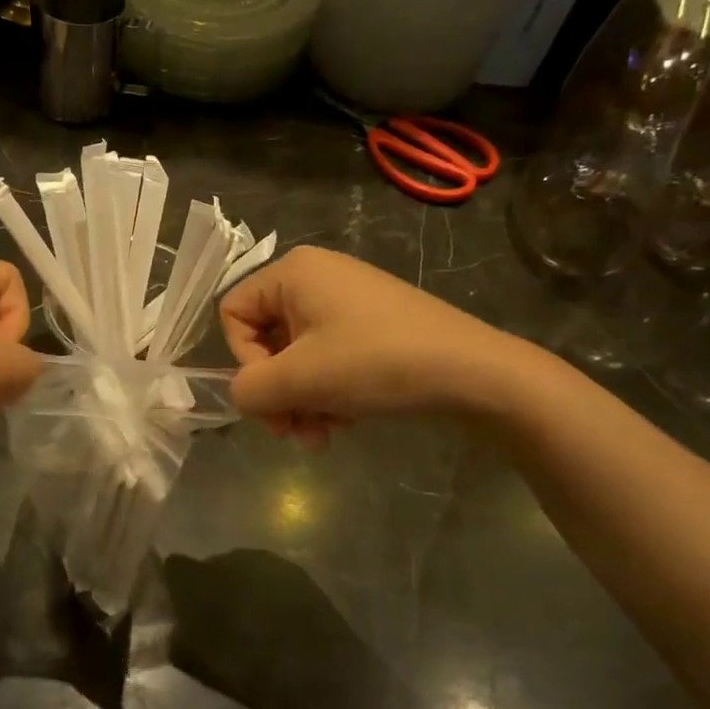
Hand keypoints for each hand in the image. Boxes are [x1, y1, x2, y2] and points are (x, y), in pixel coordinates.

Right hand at [219, 246, 539, 445]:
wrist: (475, 373)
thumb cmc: (377, 363)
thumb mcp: (301, 379)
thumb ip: (250, 388)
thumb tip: (243, 394)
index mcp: (293, 273)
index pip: (234, 314)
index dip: (244, 361)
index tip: (274, 395)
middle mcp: (316, 277)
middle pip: (265, 340)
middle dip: (277, 393)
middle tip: (295, 433)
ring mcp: (347, 301)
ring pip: (297, 357)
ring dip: (302, 400)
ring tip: (325, 435)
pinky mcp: (372, 325)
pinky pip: (328, 358)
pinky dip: (328, 392)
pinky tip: (347, 420)